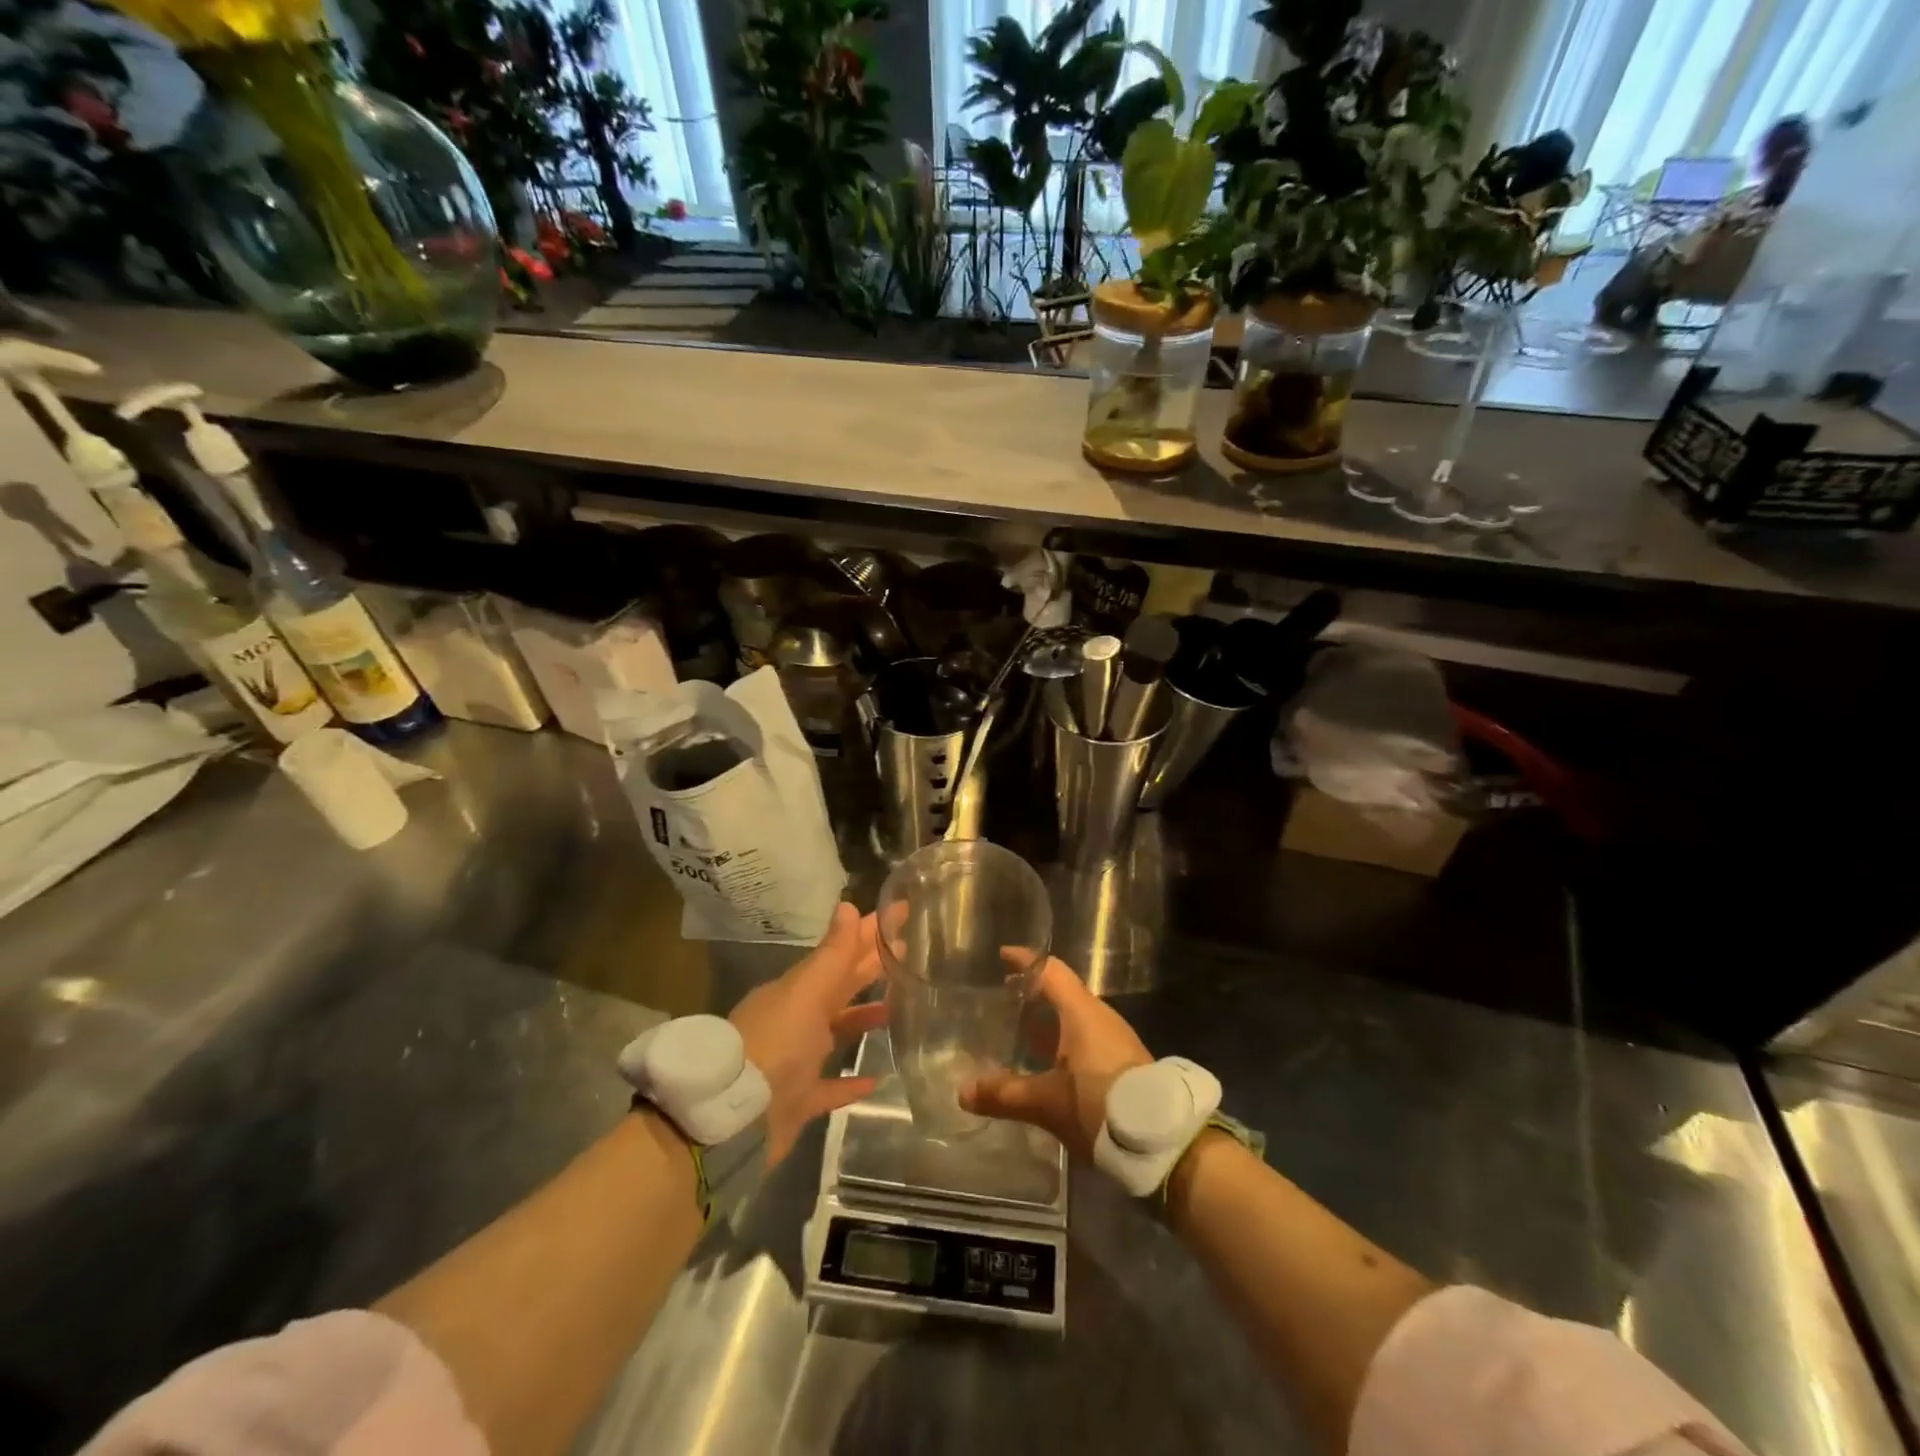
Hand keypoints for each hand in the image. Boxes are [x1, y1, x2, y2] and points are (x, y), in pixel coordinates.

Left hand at [729, 902, 887, 1165]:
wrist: (732, 1118)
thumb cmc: (775, 1045)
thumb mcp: (806, 992)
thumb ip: (832, 954)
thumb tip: (849, 905)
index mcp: (797, 989)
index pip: (840, 952)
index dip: (868, 932)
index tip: (900, 912)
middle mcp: (797, 1019)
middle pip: (841, 987)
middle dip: (871, 968)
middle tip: (910, 950)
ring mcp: (797, 1060)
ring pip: (837, 1031)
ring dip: (863, 1018)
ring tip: (899, 1007)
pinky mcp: (799, 1099)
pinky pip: (831, 1086)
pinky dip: (852, 1082)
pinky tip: (877, 1078)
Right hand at [960, 956, 1151, 1161]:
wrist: (1162, 1140)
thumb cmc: (1100, 1105)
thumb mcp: (1047, 1102)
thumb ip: (1005, 1094)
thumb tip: (962, 1091)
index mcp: (1081, 1012)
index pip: (1051, 971)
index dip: (1026, 961)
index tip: (1004, 954)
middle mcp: (1099, 1017)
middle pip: (1063, 992)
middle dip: (1034, 992)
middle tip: (1005, 996)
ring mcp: (1115, 1040)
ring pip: (1075, 1017)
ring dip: (1050, 1019)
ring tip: (1022, 1030)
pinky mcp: (1124, 1063)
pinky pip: (1086, 1037)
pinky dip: (1063, 1039)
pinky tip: (1049, 1063)